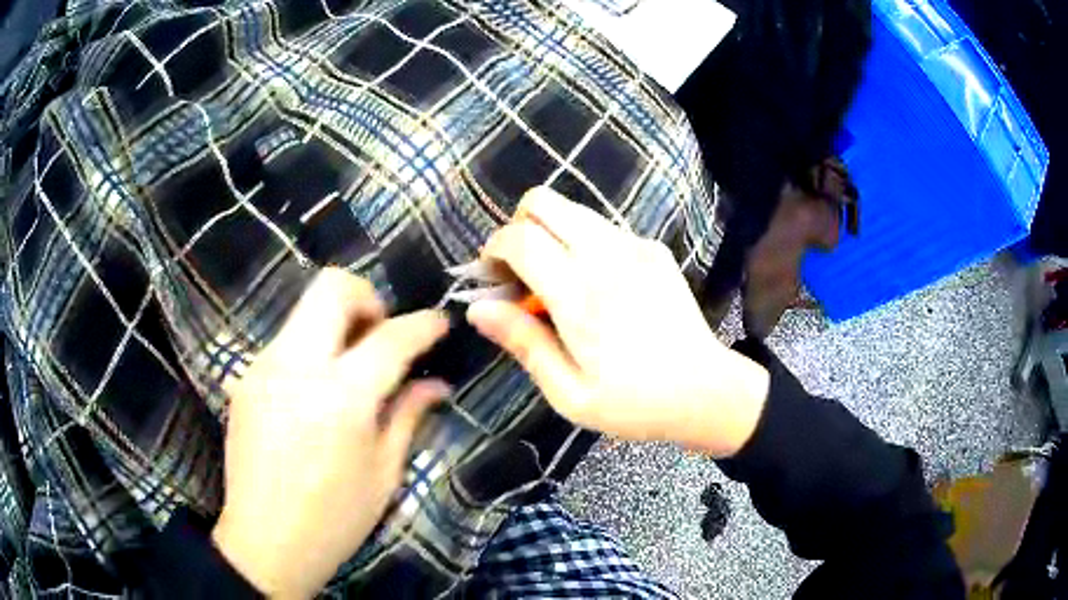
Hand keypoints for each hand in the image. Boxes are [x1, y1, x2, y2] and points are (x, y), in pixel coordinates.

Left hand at [212, 268, 449, 597]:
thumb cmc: (334, 519)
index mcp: (341, 398)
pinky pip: (286, 342)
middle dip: (366, 298)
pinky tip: (316, 393)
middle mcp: (296, 366)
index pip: (390, 337)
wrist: (265, 542)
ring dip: (336, 324)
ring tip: (350, 369)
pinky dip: (311, 350)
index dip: (422, 324)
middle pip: (332, 288)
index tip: (439, 322)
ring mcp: (263, 367)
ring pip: (304, 311)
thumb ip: (407, 415)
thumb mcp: (383, 473)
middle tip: (381, 334)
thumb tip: (435, 384)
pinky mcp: (245, 378)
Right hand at [466, 187, 769, 456]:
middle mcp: (606, 256)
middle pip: (543, 201)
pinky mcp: (655, 248)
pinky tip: (597, 286)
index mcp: (580, 296)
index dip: (493, 249)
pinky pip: (603, 228)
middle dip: (518, 226)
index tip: (492, 278)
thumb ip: (524, 343)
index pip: (520, 238)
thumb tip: (477, 309)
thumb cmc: (634, 404)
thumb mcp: (569, 393)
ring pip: (573, 210)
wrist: (706, 391)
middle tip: (520, 270)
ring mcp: (636, 246)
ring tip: (556, 280)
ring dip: (550, 233)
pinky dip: (583, 243)